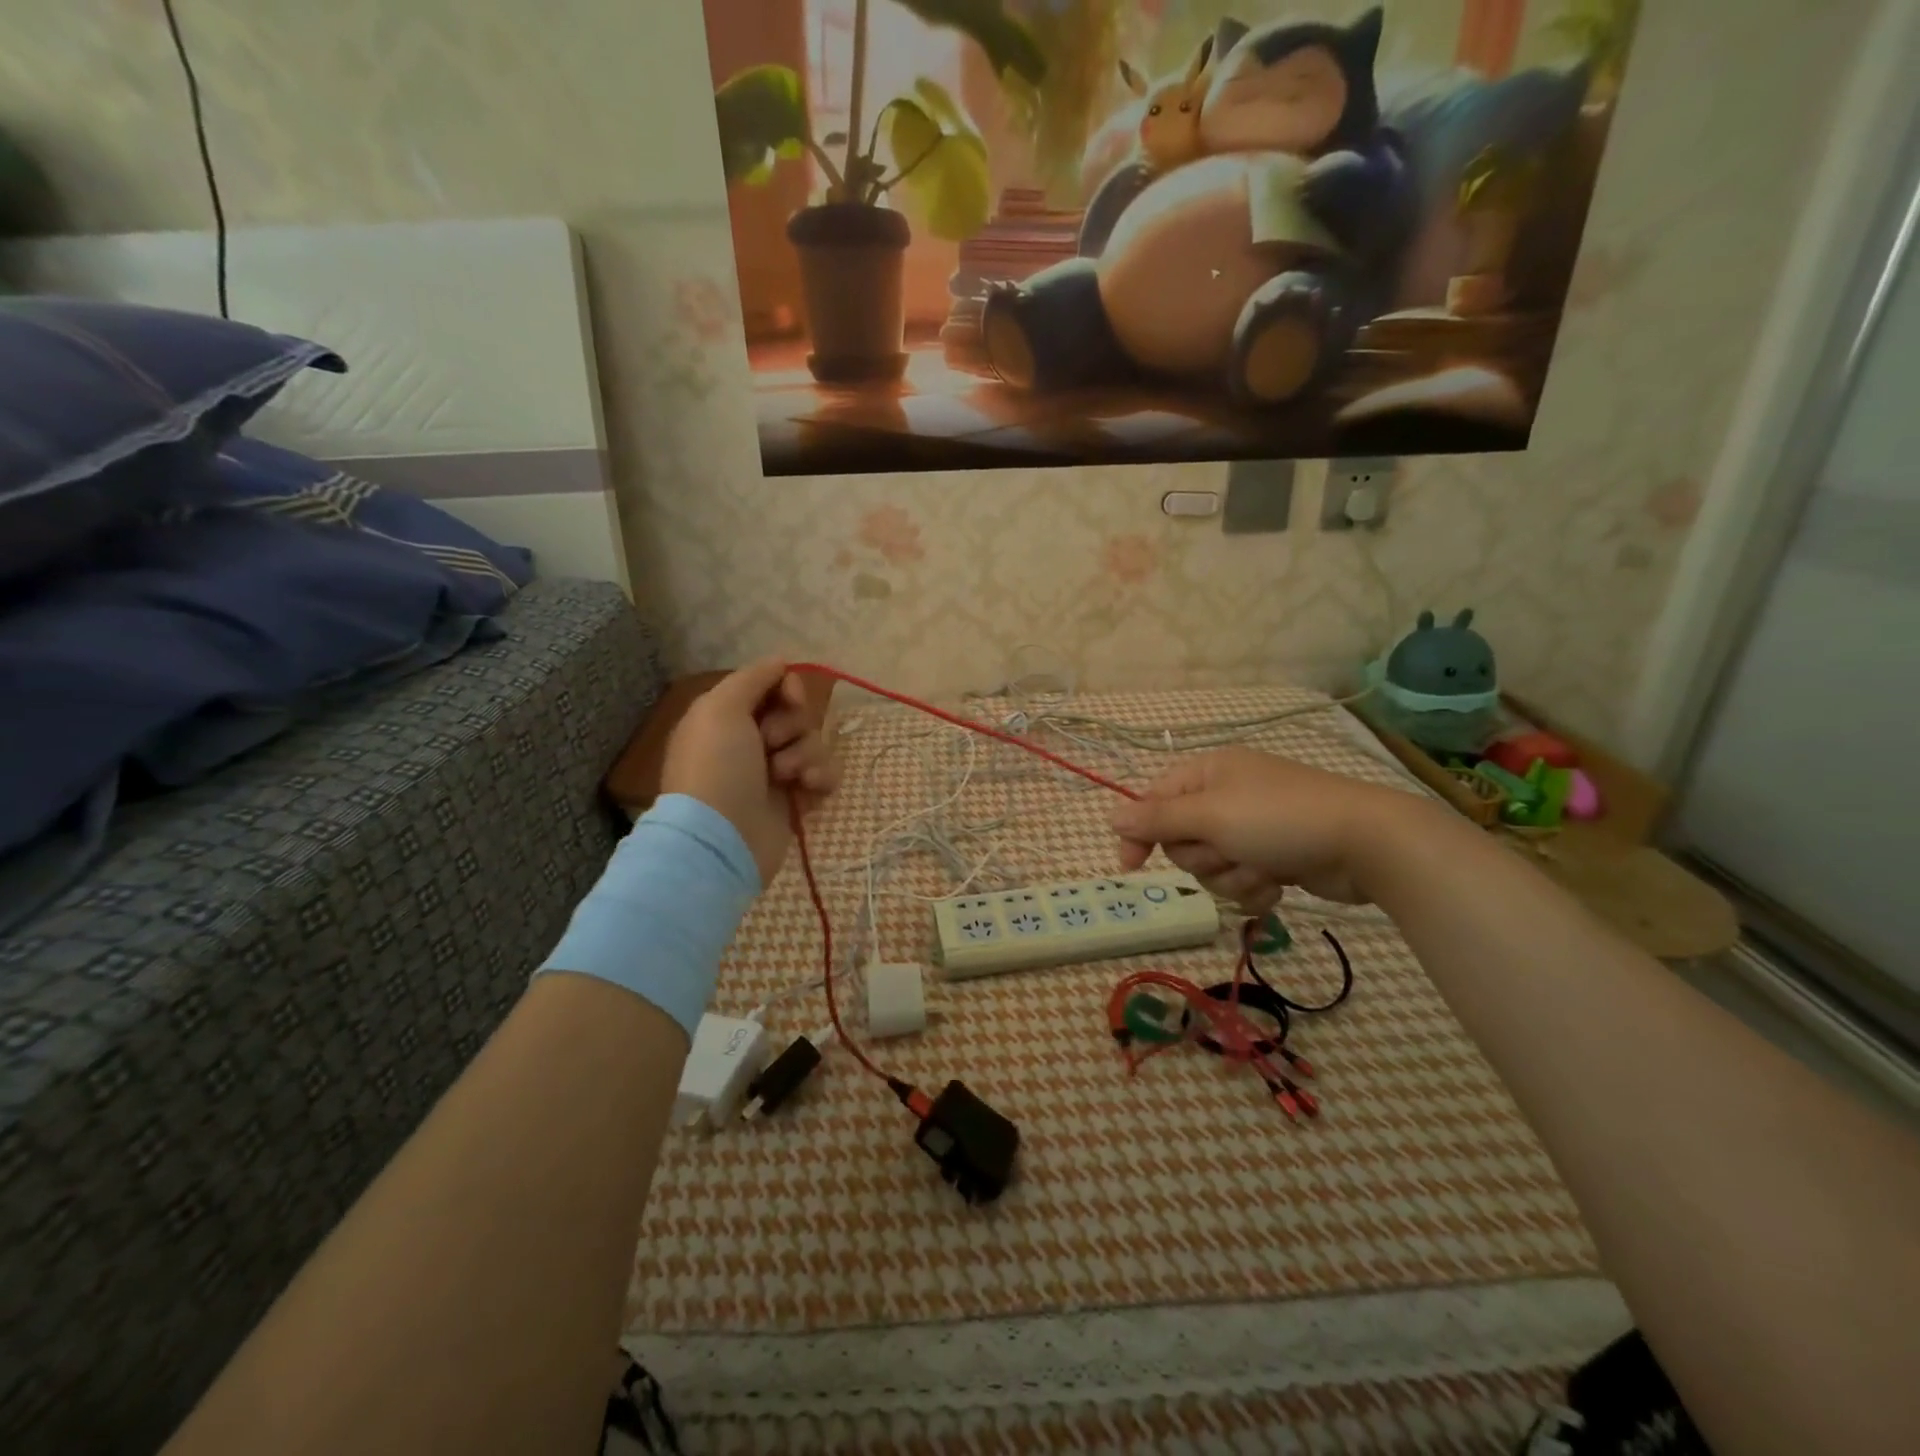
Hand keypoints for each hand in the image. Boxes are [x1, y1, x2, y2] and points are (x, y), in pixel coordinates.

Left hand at [660, 659, 839, 886]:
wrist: (723, 837)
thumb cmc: (717, 766)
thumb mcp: (721, 708)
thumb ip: (752, 678)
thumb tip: (781, 661)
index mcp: (729, 717)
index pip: (773, 686)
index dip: (788, 688)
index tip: (791, 699)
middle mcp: (752, 741)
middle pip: (798, 714)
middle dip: (793, 726)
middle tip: (772, 745)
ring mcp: (776, 772)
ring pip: (815, 743)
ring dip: (806, 755)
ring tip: (786, 777)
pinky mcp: (797, 799)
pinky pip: (826, 774)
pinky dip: (822, 778)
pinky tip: (807, 789)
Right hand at [1109, 748, 1412, 911]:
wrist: (1365, 844)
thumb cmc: (1279, 819)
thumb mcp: (1210, 816)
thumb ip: (1157, 819)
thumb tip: (1111, 816)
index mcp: (1209, 773)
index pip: (1155, 801)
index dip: (1141, 832)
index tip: (1130, 867)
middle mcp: (1227, 796)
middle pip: (1183, 839)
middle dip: (1204, 856)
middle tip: (1229, 852)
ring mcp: (1253, 827)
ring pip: (1212, 866)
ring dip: (1233, 876)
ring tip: (1263, 869)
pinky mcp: (1275, 855)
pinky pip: (1242, 880)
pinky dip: (1256, 887)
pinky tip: (1279, 883)